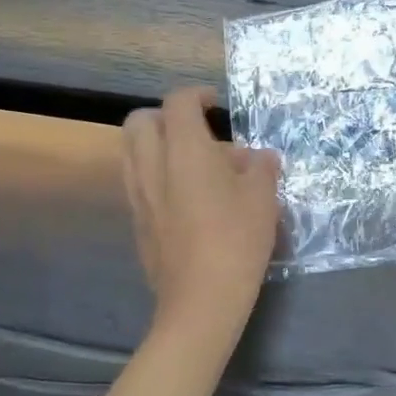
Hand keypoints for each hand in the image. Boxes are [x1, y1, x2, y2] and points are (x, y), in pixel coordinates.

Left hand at [122, 88, 280, 336]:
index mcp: (185, 150)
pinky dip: (155, 173)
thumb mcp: (263, 198)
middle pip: (140, 121)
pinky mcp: (137, 222)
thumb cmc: (237, 240)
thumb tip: (259, 158)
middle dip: (166, 115)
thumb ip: (261, 168)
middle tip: (197, 129)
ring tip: (192, 162)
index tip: (215, 102)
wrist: (201, 300)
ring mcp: (139, 196)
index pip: (178, 103)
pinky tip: (186, 196)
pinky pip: (137, 181)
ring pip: (132, 151)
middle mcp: (153, 166)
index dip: (197, 95)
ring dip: (157, 144)